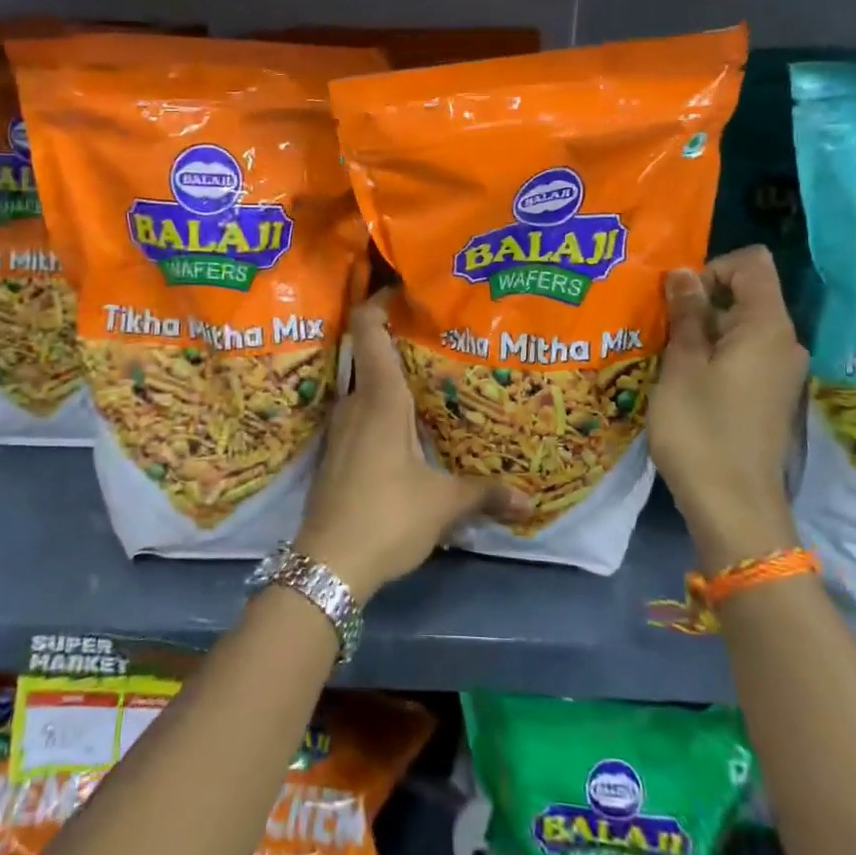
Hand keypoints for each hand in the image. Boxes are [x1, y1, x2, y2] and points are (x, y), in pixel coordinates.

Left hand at [294, 294, 532, 601]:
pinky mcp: (337, 452)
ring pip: (365, 385)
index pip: (367, 328)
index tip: (406, 291)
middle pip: (369, 353)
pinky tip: (407, 426)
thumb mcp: (443, 504)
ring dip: (391, 377)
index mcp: (379, 398)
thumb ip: (485, 494)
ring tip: (429, 378)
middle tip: (437, 336)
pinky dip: (381, 406)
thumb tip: (529, 501)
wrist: (327, 564)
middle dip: (399, 340)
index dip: (380, 301)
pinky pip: (360, 412)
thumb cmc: (387, 517)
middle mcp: (355, 403)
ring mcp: (341, 428)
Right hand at [649, 247, 808, 573]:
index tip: (677, 298)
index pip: (752, 264)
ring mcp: (780, 371)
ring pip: (741, 326)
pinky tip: (683, 378)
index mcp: (767, 327)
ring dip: (702, 329)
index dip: (712, 268)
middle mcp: (784, 342)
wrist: (733, 507)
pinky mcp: (769, 396)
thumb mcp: (683, 365)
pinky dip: (713, 354)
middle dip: (700, 299)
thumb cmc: (701, 430)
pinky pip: (743, 354)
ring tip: (664, 351)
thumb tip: (683, 274)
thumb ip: (686, 314)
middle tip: (660, 324)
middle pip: (747, 294)